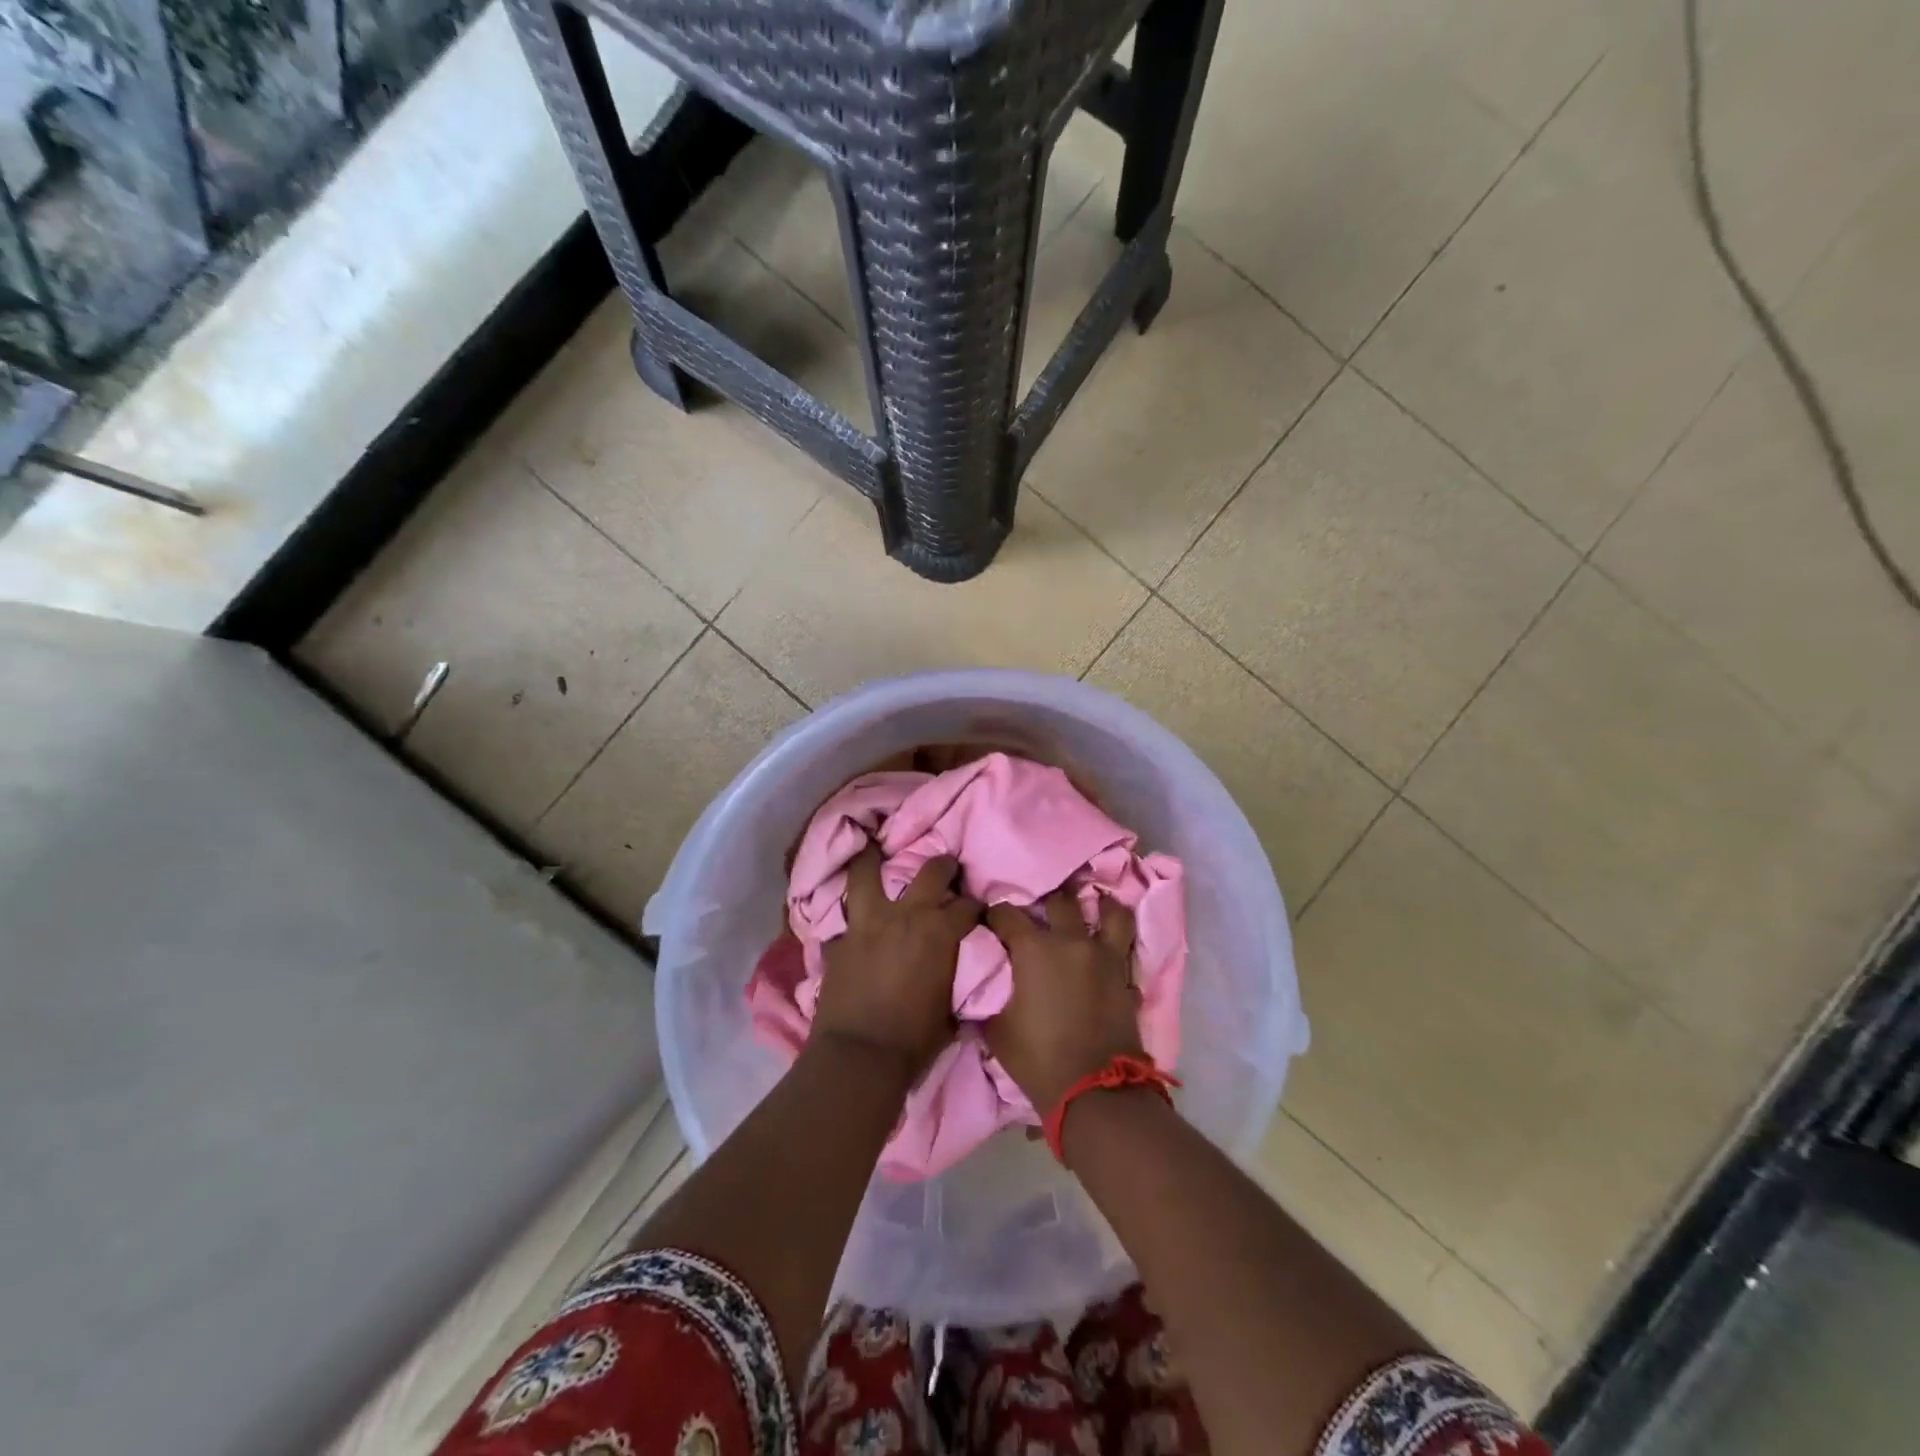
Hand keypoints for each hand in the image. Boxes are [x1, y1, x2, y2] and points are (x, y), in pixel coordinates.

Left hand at [813, 847, 980, 1079]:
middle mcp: (906, 915)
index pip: (967, 906)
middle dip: (943, 866)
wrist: (860, 1057)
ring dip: (871, 859)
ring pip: (867, 873)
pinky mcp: (840, 939)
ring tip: (873, 847)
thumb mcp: (950, 1009)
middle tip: (945, 867)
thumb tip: (958, 970)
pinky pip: (844, 916)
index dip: (975, 907)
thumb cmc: (915, 1040)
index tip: (976, 910)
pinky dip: (850, 914)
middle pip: (930, 871)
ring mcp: (868, 922)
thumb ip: (953, 976)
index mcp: (940, 932)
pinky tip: (851, 912)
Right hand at [984, 890, 1143, 1112]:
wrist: (1093, 1091)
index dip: (995, 914)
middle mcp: (1072, 941)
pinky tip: (1109, 951)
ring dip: (1100, 907)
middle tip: (1041, 912)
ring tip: (1095, 907)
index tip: (990, 920)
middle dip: (1046, 902)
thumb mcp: (997, 1029)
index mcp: (1034, 949)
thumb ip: (991, 995)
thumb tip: (986, 982)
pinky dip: (1118, 947)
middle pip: (1060, 901)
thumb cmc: (1037, 1059)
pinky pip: (1125, 950)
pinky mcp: (1127, 977)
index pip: (1007, 914)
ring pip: (1111, 912)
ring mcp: (1105, 957)